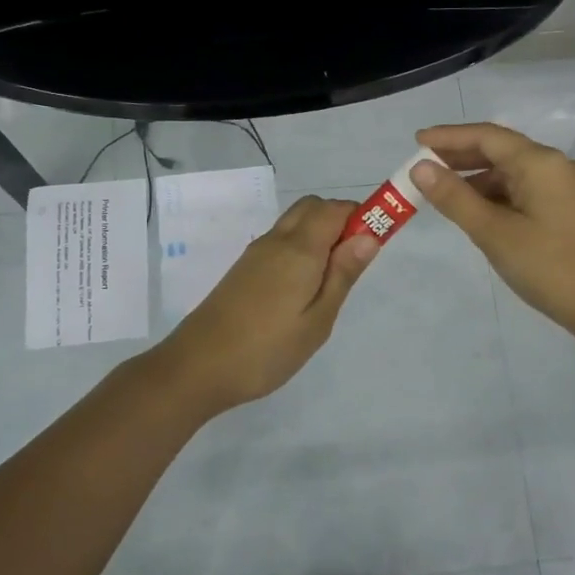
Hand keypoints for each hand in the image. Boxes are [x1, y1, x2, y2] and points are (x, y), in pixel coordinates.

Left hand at [150, 195, 379, 412]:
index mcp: (299, 248)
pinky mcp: (244, 269)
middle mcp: (276, 240)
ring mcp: (256, 253)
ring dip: (320, 234)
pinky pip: (280, 241)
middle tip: (353, 263)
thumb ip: (343, 274)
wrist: (197, 367)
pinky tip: (302, 289)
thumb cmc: (267, 349)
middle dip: (340, 220)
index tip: (377, 241)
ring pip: (295, 223)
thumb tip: (368, 235)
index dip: (361, 215)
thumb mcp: (317, 320)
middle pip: (313, 207)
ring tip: (330, 282)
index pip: (336, 208)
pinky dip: (300, 248)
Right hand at [410, 122, 574, 339]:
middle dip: (461, 157)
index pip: (487, 136)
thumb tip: (420, 168)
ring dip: (477, 179)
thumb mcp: (494, 233)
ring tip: (443, 193)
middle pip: (501, 150)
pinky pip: (525, 190)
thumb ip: (455, 198)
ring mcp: (566, 188)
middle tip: (423, 168)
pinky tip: (477, 212)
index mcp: (541, 163)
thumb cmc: (549, 267)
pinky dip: (497, 196)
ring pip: (513, 173)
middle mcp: (556, 166)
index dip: (449, 137)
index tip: (417, 141)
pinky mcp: (569, 209)